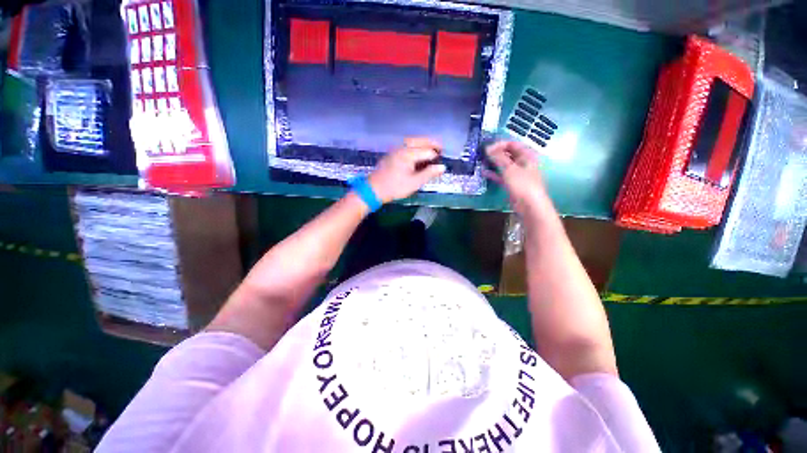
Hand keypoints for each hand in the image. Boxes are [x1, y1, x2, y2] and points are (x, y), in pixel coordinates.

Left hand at [367, 138, 445, 202]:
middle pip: (420, 140)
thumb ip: (429, 173)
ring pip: (413, 140)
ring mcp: (396, 149)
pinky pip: (406, 144)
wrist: (374, 189)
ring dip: (423, 142)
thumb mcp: (414, 183)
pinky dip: (415, 145)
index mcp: (408, 154)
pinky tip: (418, 152)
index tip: (444, 160)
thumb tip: (442, 167)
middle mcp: (402, 147)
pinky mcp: (392, 153)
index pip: (428, 151)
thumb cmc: (395, 187)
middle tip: (442, 149)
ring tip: (432, 149)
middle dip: (432, 143)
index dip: (437, 155)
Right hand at [485, 141, 551, 215]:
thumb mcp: (510, 168)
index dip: (500, 144)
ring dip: (494, 163)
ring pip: (504, 165)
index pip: (512, 144)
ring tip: (482, 162)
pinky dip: (494, 173)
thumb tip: (488, 148)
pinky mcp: (512, 184)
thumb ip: (498, 158)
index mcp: (527, 155)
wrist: (529, 205)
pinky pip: (502, 175)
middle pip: (508, 154)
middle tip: (483, 154)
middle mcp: (523, 162)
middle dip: (496, 153)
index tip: (487, 148)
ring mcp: (518, 174)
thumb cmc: (522, 184)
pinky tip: (484, 172)